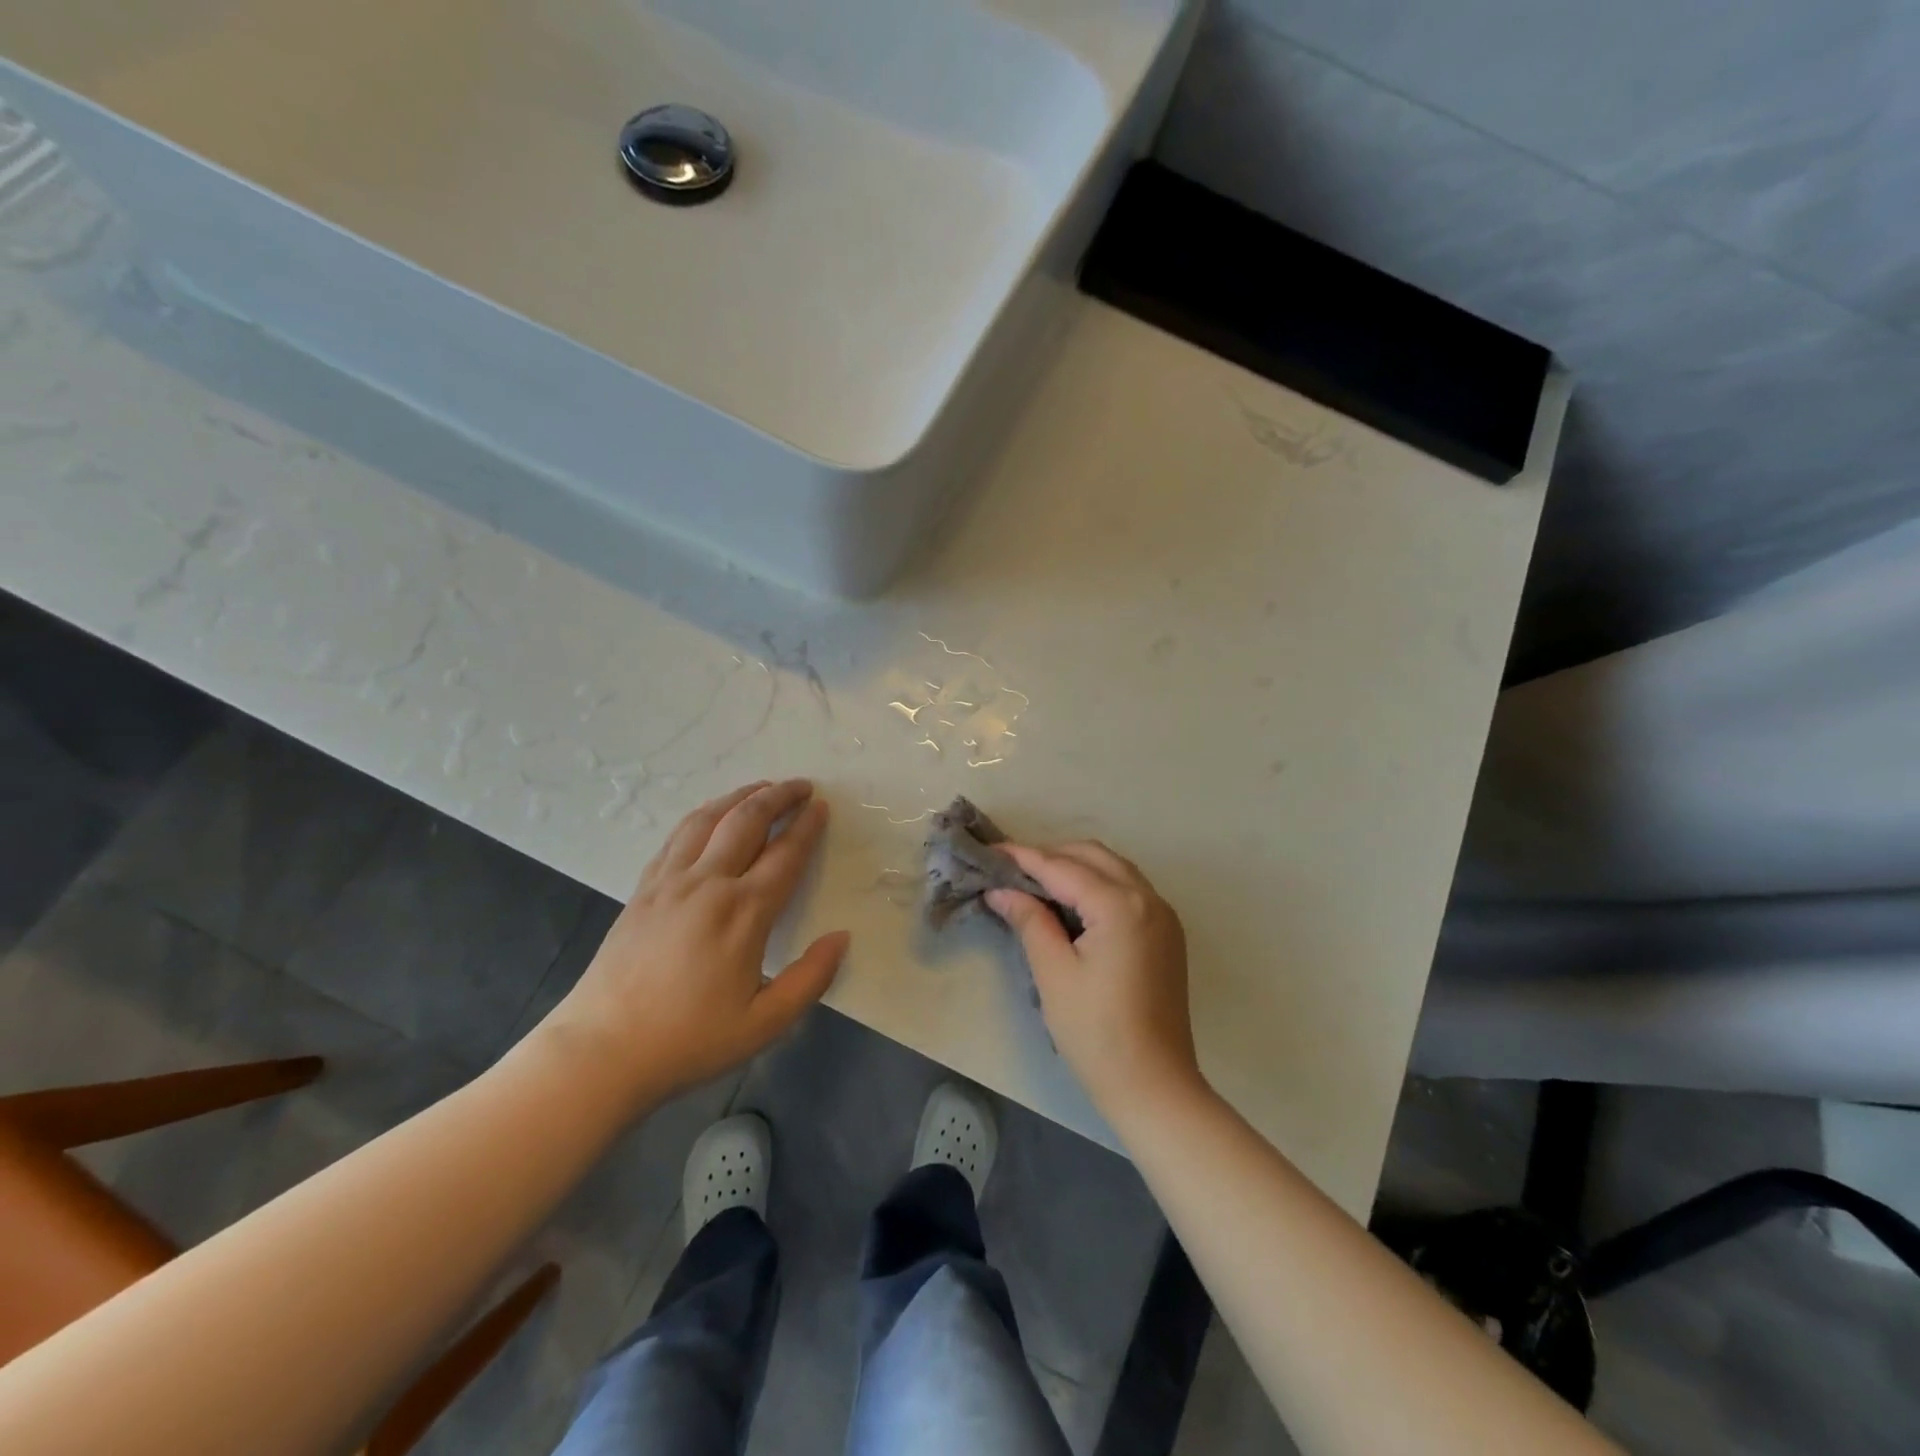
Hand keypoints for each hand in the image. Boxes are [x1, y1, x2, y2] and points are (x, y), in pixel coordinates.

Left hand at [540, 780, 848, 1110]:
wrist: (601, 1051)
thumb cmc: (689, 1040)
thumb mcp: (764, 1023)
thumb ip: (810, 979)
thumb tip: (841, 937)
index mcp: (743, 913)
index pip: (784, 854)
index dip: (807, 827)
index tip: (822, 807)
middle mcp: (708, 884)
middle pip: (747, 821)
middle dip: (778, 796)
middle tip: (801, 786)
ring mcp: (670, 882)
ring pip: (709, 819)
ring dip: (740, 796)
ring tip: (761, 787)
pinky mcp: (643, 889)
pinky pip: (677, 836)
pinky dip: (703, 815)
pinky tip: (710, 816)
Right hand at [987, 842, 1201, 1120]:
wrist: (1154, 1086)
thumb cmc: (1096, 1032)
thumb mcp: (1053, 974)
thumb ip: (1030, 921)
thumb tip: (1001, 890)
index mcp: (1120, 906)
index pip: (1063, 868)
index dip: (1024, 858)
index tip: (990, 852)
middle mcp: (1149, 898)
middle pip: (1093, 856)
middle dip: (1051, 856)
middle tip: (1012, 871)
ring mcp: (1163, 915)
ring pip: (1114, 869)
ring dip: (1076, 867)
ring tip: (1036, 883)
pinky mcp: (1167, 934)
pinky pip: (1129, 889)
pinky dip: (1098, 884)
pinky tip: (1072, 904)